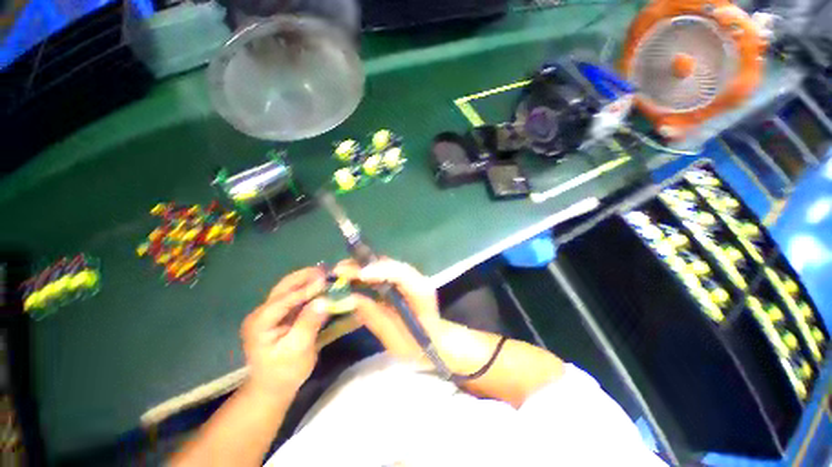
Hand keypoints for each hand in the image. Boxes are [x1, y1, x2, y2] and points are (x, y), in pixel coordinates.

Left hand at [240, 267, 328, 398]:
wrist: (274, 387)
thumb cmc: (284, 371)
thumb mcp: (298, 349)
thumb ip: (309, 323)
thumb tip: (324, 300)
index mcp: (260, 323)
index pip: (284, 300)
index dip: (305, 289)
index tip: (325, 280)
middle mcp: (262, 313)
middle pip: (283, 288)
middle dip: (304, 277)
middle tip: (325, 269)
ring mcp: (270, 313)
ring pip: (289, 289)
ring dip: (307, 280)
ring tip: (325, 273)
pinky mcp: (280, 315)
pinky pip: (295, 297)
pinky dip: (308, 289)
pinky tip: (321, 285)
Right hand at [334, 259, 443, 361]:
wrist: (436, 344)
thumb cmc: (418, 346)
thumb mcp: (395, 339)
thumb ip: (375, 317)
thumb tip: (351, 298)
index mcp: (421, 292)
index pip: (401, 273)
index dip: (380, 270)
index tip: (359, 275)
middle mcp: (416, 279)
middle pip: (390, 265)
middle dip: (364, 266)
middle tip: (339, 270)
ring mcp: (410, 279)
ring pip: (385, 266)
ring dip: (362, 267)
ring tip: (340, 272)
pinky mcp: (402, 282)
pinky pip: (383, 273)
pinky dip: (367, 274)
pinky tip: (351, 278)